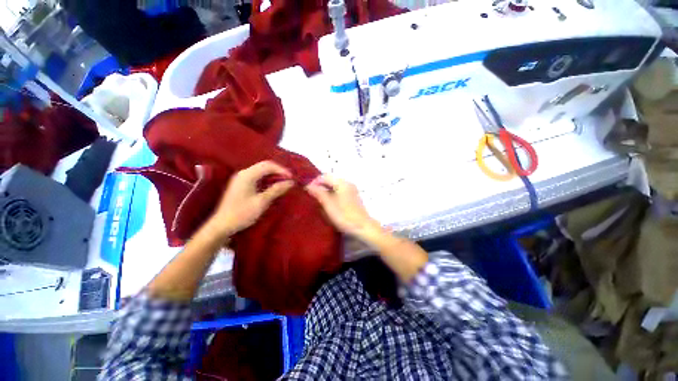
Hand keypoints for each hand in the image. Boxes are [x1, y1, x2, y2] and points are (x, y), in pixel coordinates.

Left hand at [208, 161, 293, 237]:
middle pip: (264, 166)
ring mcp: (241, 179)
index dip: (281, 170)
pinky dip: (267, 180)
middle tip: (289, 180)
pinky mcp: (240, 185)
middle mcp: (244, 173)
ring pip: (261, 171)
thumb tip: (290, 182)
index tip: (292, 178)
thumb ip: (276, 190)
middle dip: (278, 172)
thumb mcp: (262, 202)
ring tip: (283, 183)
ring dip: (273, 175)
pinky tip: (273, 187)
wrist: (222, 225)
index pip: (268, 165)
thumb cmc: (242, 213)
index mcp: (247, 175)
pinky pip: (257, 177)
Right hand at [305, 175, 382, 239]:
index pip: (324, 176)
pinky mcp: (353, 197)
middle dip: (319, 186)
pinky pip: (339, 191)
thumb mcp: (329, 205)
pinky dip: (331, 195)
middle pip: (330, 180)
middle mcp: (347, 183)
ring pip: (334, 186)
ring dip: (325, 191)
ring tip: (317, 199)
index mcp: (342, 183)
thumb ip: (319, 193)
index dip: (314, 182)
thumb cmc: (344, 216)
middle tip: (310, 195)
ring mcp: (351, 190)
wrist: (363, 227)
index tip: (306, 190)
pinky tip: (327, 203)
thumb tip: (308, 185)